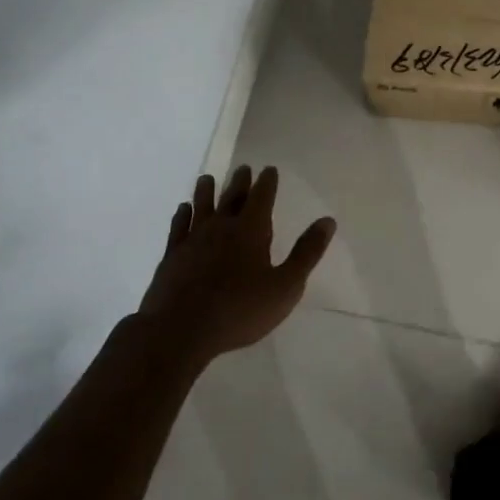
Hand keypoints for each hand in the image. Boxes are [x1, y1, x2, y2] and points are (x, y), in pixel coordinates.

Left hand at [138, 165, 335, 366]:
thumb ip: (307, 252)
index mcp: (251, 230)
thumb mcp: (285, 286)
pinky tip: (182, 210)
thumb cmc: (240, 310)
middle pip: (232, 197)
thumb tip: (328, 221)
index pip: (262, 197)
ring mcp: (193, 240)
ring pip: (201, 206)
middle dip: (240, 182)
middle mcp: (221, 227)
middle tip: (243, 168)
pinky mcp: (172, 256)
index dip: (267, 182)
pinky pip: (178, 227)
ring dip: (206, 191)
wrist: (179, 330)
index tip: (269, 169)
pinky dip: (182, 215)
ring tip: (207, 179)